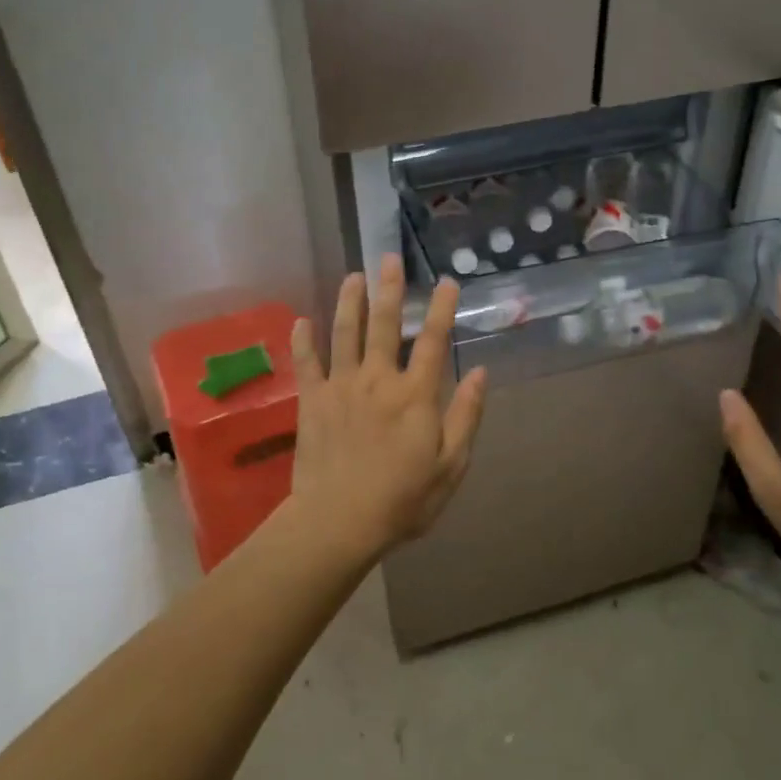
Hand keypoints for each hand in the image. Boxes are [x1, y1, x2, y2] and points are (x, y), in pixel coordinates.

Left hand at [288, 253, 487, 561]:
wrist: (338, 521)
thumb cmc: (402, 500)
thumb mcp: (450, 466)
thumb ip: (466, 417)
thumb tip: (480, 373)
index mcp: (415, 395)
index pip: (432, 341)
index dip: (441, 309)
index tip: (446, 281)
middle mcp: (378, 380)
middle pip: (384, 325)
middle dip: (389, 289)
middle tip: (389, 258)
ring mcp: (341, 387)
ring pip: (344, 334)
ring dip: (349, 302)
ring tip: (352, 275)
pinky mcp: (312, 401)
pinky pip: (305, 363)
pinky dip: (302, 341)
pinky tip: (300, 320)